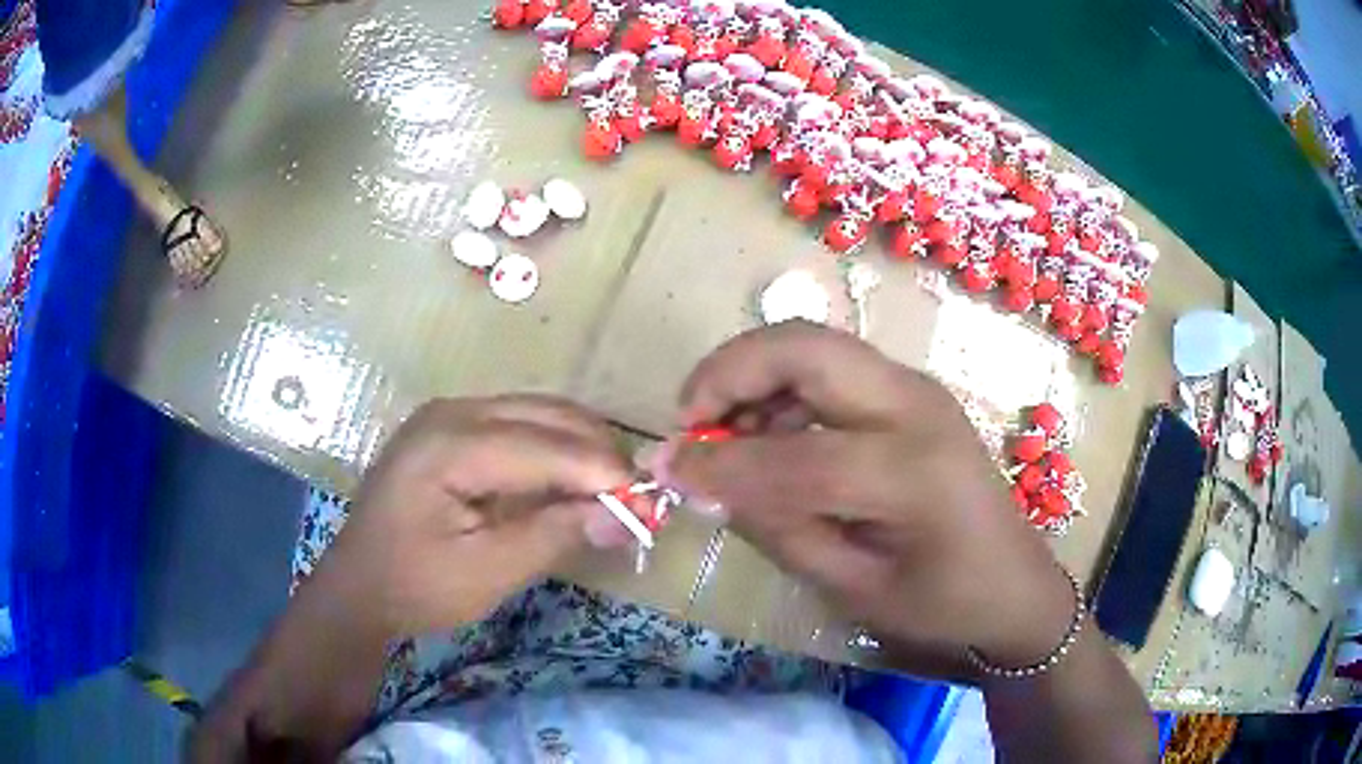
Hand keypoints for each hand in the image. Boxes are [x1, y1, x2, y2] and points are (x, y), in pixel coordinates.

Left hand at [311, 396, 632, 639]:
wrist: (359, 586)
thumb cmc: (416, 585)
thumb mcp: (487, 572)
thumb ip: (553, 535)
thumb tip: (622, 514)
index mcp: (449, 444)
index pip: (545, 445)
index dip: (601, 471)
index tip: (647, 503)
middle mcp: (451, 412)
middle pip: (546, 414)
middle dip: (598, 453)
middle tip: (635, 500)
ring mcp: (449, 414)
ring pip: (538, 413)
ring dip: (580, 448)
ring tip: (610, 493)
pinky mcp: (451, 428)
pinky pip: (519, 424)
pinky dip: (554, 450)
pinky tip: (570, 482)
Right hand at [658, 323, 1075, 678]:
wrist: (1013, 584)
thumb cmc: (942, 604)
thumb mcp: (854, 589)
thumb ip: (778, 529)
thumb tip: (705, 483)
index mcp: (913, 473)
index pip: (792, 455)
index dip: (716, 463)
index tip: (661, 470)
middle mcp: (916, 408)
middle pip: (804, 348)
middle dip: (728, 372)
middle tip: (688, 421)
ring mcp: (916, 390)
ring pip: (813, 345)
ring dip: (752, 375)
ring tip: (721, 434)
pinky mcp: (910, 393)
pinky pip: (830, 367)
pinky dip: (781, 387)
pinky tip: (767, 435)